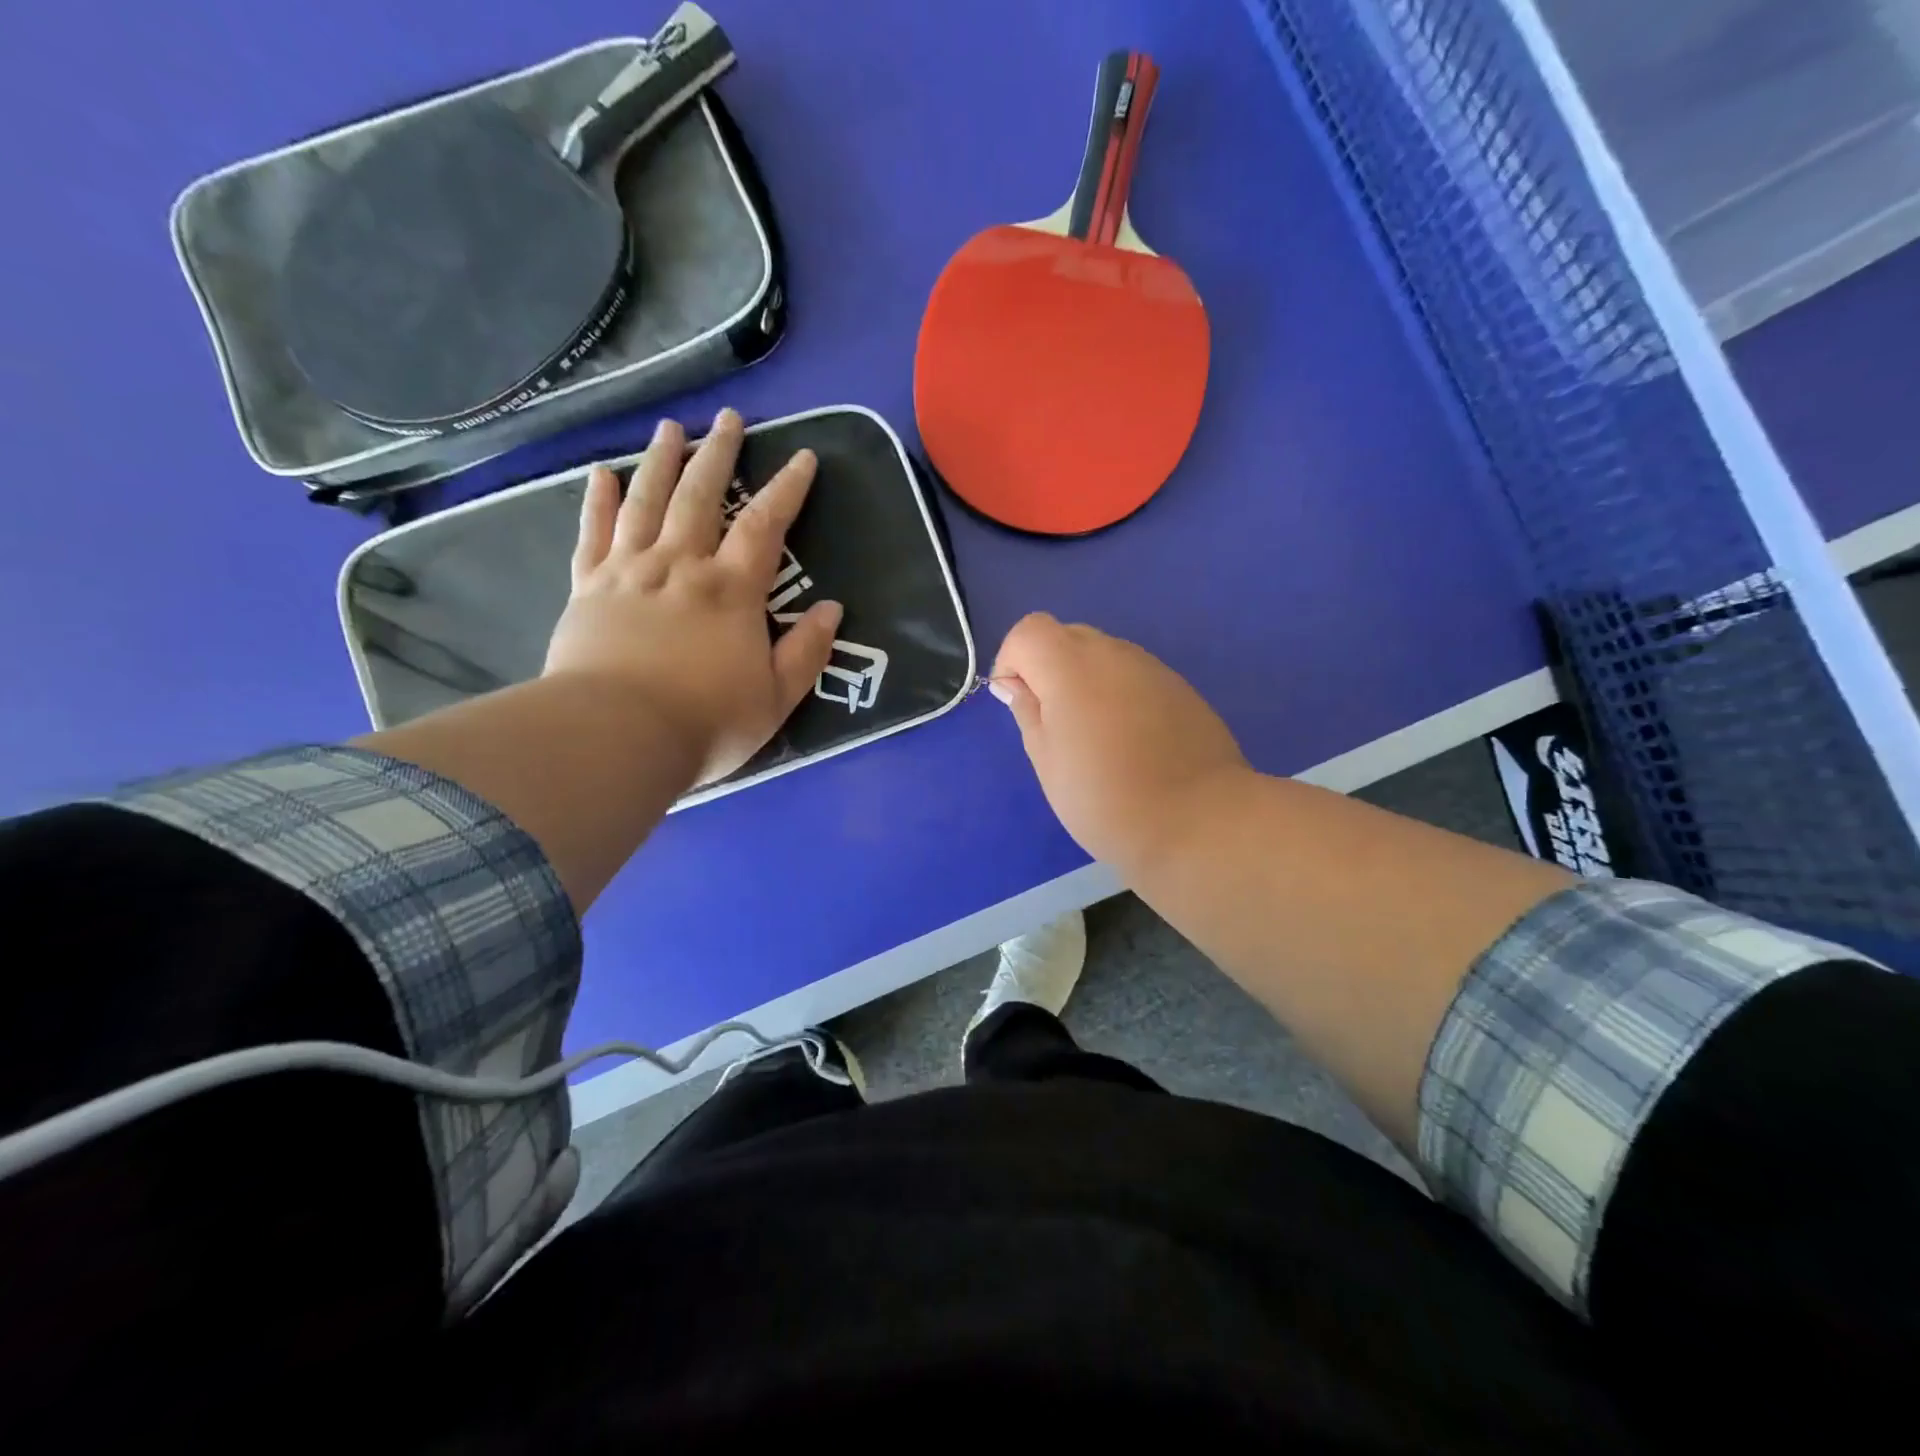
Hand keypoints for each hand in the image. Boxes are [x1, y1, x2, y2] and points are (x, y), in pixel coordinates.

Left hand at [545, 408, 841, 786]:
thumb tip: (831, 609)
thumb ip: (806, 652)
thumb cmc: (706, 722)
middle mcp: (680, 565)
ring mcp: (629, 572)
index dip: (787, 489)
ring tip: (670, 427)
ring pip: (646, 502)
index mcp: (731, 590)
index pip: (766, 526)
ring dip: (660, 461)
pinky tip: (602, 473)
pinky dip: (597, 500)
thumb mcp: (775, 698)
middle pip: (701, 496)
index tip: (803, 457)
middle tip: (729, 418)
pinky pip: (593, 533)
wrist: (615, 737)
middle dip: (719, 454)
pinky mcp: (588, 588)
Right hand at [990, 613, 1249, 870]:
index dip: (1012, 661)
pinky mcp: (1181, 688)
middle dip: (1048, 669)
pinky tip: (1131, 742)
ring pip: (1103, 656)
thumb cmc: (1105, 799)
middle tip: (1054, 724)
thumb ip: (1027, 712)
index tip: (1017, 703)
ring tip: (1095, 738)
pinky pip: (1134, 677)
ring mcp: (1152, 667)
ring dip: (1086, 682)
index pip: (1028, 630)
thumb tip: (1015, 685)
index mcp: (1071, 666)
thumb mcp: (1048, 761)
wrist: (1198, 822)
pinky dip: (1119, 695)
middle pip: (1066, 637)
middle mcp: (1113, 653)